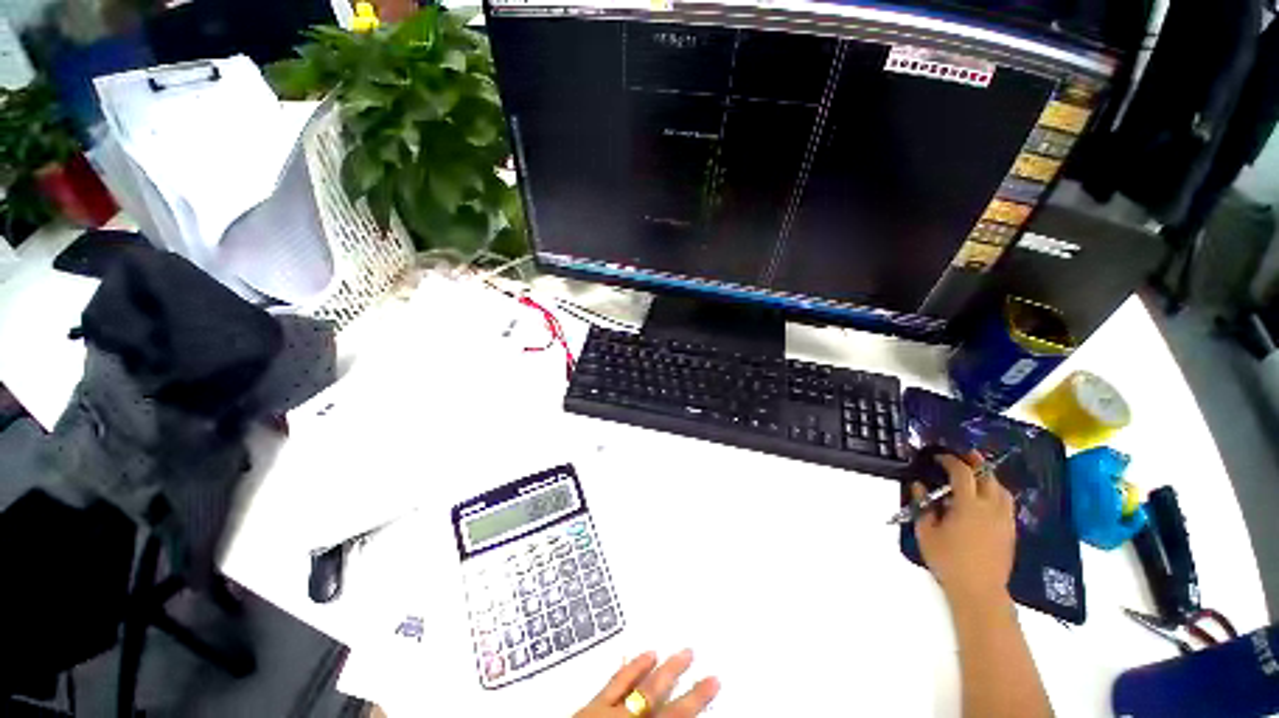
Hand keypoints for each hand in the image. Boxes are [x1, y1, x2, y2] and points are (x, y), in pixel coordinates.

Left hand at [573, 649, 719, 717]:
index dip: (697, 700)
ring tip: (675, 651)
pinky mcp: (591, 706)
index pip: (675, 716)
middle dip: (680, 675)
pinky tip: (640, 656)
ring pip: (640, 683)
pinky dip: (631, 668)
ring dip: (659, 667)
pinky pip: (615, 682)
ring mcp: (608, 711)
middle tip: (694, 654)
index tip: (713, 681)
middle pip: (659, 695)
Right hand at [912, 450, 1016, 607]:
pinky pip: (1007, 503)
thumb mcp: (926, 532)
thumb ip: (923, 506)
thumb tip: (918, 486)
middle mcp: (991, 508)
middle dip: (975, 462)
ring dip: (989, 477)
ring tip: (977, 475)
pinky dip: (997, 492)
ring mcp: (1004, 520)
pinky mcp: (1011, 531)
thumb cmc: (948, 560)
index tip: (938, 457)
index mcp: (969, 506)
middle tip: (964, 455)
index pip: (962, 474)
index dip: (950, 461)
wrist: (979, 590)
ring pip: (1002, 489)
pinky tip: (987, 498)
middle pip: (988, 477)